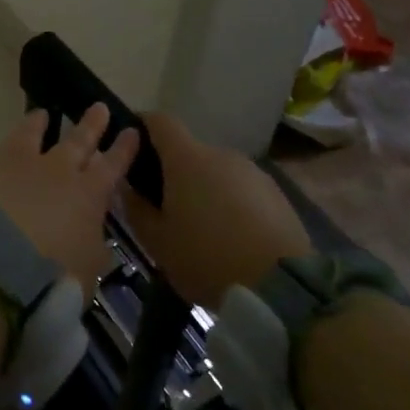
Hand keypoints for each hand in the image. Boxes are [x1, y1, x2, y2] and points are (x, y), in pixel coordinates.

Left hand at [0, 105, 138, 285]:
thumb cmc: (48, 280)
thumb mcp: (86, 274)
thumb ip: (92, 252)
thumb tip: (93, 242)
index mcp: (86, 195)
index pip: (112, 167)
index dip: (123, 150)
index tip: (132, 129)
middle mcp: (52, 170)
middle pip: (76, 141)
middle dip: (91, 125)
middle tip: (100, 107)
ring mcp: (11, 163)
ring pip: (27, 134)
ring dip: (35, 123)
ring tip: (42, 112)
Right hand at [123, 112, 312, 307]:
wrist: (282, 287)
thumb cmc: (207, 258)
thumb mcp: (158, 242)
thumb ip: (136, 209)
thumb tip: (127, 187)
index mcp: (186, 159)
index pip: (160, 121)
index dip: (143, 126)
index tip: (133, 145)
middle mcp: (220, 154)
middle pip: (190, 152)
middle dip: (175, 173)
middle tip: (167, 208)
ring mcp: (252, 172)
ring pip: (217, 173)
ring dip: (206, 190)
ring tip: (204, 231)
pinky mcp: (277, 194)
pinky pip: (243, 191)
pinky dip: (233, 205)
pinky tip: (234, 240)